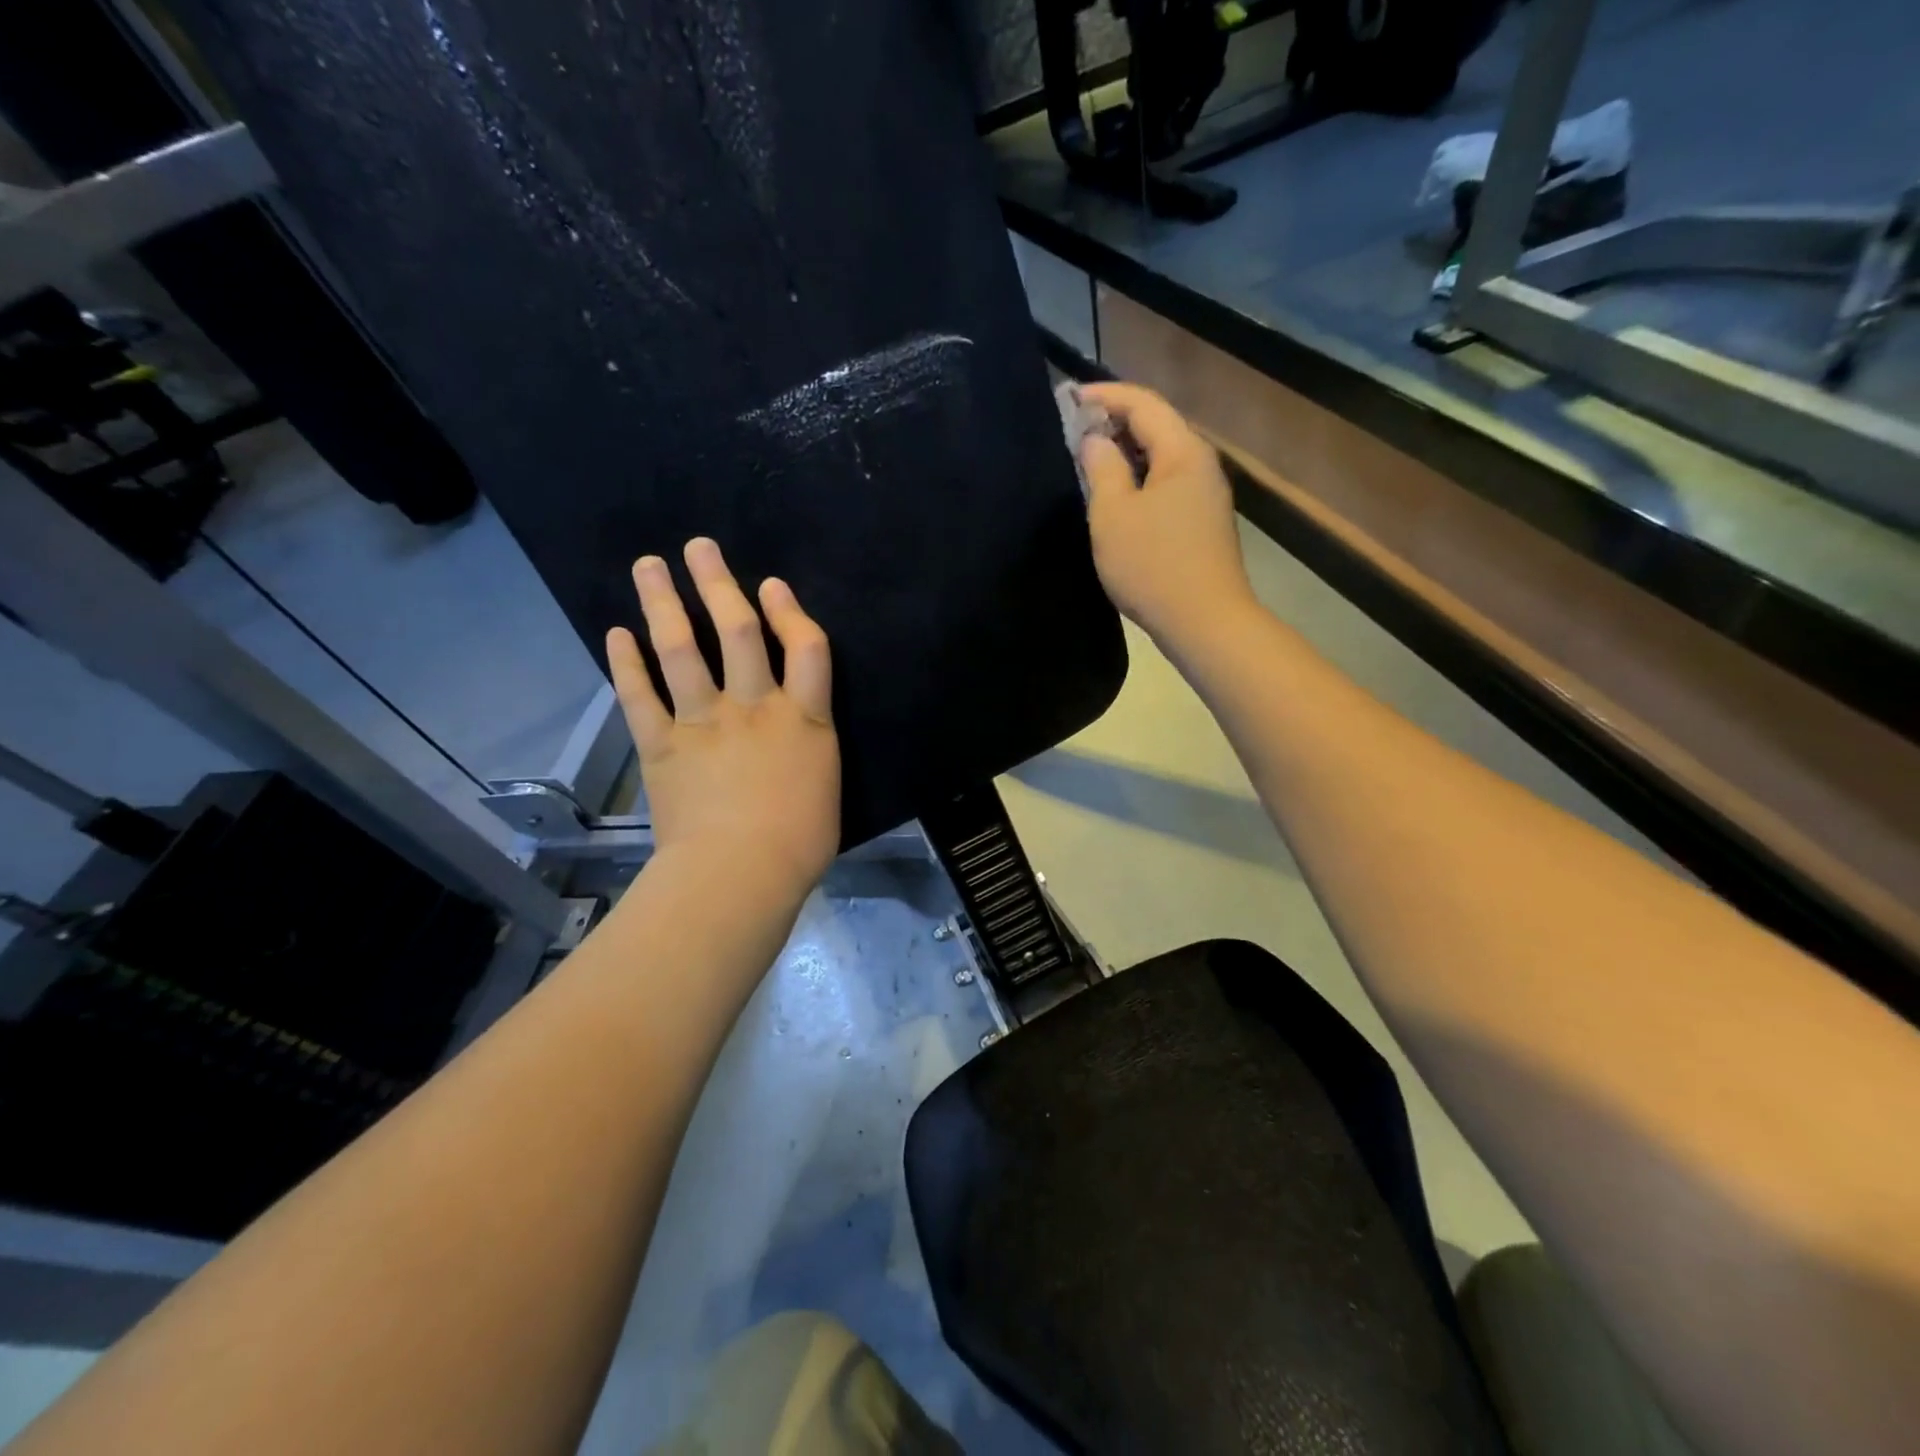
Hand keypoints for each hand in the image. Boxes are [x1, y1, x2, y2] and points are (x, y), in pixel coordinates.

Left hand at [606, 538, 839, 899]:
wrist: (741, 875)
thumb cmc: (800, 842)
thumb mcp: (826, 789)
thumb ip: (810, 753)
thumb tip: (797, 741)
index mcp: (804, 719)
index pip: (806, 647)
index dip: (790, 610)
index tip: (772, 585)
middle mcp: (754, 707)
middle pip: (737, 630)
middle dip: (719, 583)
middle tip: (700, 547)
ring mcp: (704, 722)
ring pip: (681, 649)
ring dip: (663, 603)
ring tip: (649, 566)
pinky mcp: (663, 745)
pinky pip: (640, 696)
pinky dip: (626, 663)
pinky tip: (616, 634)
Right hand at [1078, 382, 1255, 642]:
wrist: (1204, 621)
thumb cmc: (1153, 565)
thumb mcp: (1113, 514)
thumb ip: (1101, 467)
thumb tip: (1094, 440)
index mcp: (1182, 451)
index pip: (1142, 402)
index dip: (1104, 395)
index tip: (1067, 399)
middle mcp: (1201, 463)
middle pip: (1156, 425)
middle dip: (1114, 421)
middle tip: (1073, 430)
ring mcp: (1205, 494)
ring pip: (1161, 456)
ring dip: (1125, 453)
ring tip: (1088, 461)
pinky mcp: (1202, 521)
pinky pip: (1166, 483)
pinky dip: (1139, 479)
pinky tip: (1116, 497)